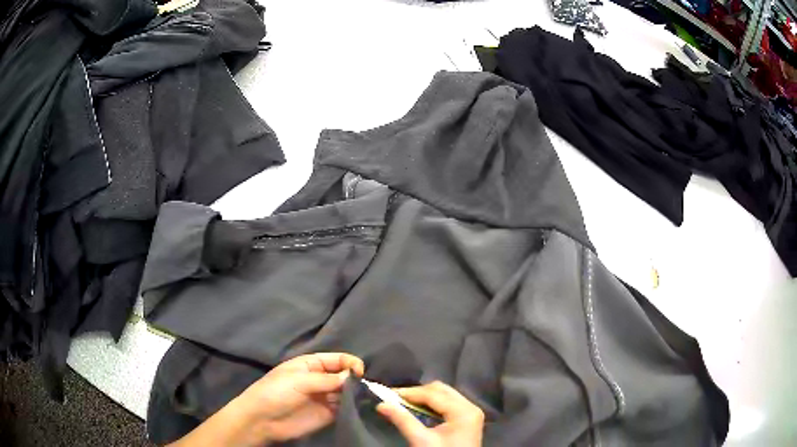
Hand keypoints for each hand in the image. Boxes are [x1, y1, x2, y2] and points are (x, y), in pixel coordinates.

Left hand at [248, 352, 364, 441]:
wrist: (262, 420)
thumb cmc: (275, 392)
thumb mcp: (298, 380)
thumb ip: (327, 380)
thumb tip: (353, 377)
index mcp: (312, 364)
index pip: (338, 359)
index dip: (350, 363)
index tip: (359, 372)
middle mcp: (321, 379)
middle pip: (345, 376)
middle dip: (355, 380)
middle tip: (363, 389)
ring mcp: (325, 397)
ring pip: (346, 392)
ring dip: (355, 395)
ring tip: (362, 400)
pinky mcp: (328, 415)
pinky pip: (344, 409)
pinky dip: (352, 408)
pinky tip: (358, 409)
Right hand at [377, 381, 483, 446]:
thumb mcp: (421, 440)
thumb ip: (403, 420)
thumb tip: (382, 405)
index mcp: (463, 411)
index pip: (433, 394)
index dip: (409, 393)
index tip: (387, 394)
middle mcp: (470, 407)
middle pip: (441, 390)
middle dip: (417, 393)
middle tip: (395, 399)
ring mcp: (470, 413)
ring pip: (444, 395)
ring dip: (423, 398)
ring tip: (403, 404)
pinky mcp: (467, 420)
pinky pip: (448, 404)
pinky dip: (432, 405)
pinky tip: (418, 411)